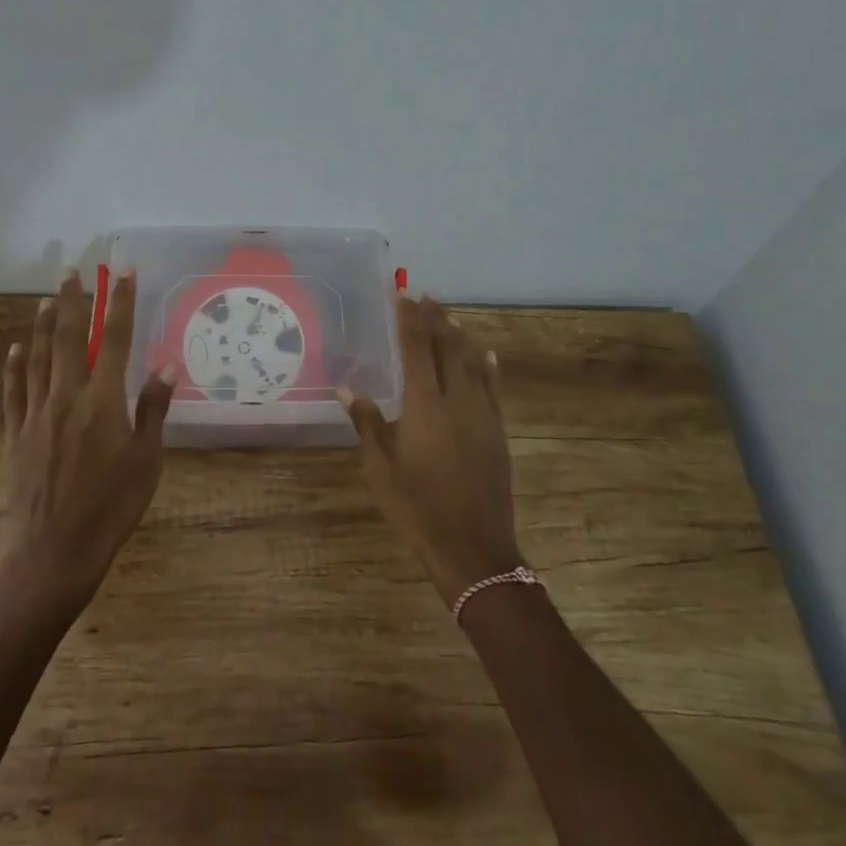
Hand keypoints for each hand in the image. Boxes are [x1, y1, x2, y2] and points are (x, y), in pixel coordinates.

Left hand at [1, 269, 175, 614]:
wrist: (54, 552)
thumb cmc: (112, 507)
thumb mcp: (147, 460)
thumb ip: (153, 408)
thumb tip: (165, 363)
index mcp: (103, 400)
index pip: (115, 339)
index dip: (119, 302)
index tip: (121, 271)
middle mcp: (67, 396)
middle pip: (70, 338)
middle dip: (74, 301)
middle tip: (72, 271)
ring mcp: (37, 414)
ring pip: (39, 358)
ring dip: (45, 325)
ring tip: (48, 298)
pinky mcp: (16, 435)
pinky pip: (13, 391)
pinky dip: (14, 366)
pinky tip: (16, 348)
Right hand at [340, 295, 522, 606]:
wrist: (473, 549)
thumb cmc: (417, 509)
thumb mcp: (380, 469)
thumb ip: (367, 424)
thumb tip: (347, 389)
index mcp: (425, 406)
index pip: (417, 349)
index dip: (410, 320)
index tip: (403, 295)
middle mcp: (457, 401)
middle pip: (448, 348)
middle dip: (437, 320)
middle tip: (425, 297)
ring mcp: (483, 416)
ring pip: (473, 364)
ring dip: (461, 338)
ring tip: (450, 317)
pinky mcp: (498, 433)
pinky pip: (494, 389)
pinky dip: (488, 368)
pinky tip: (487, 357)